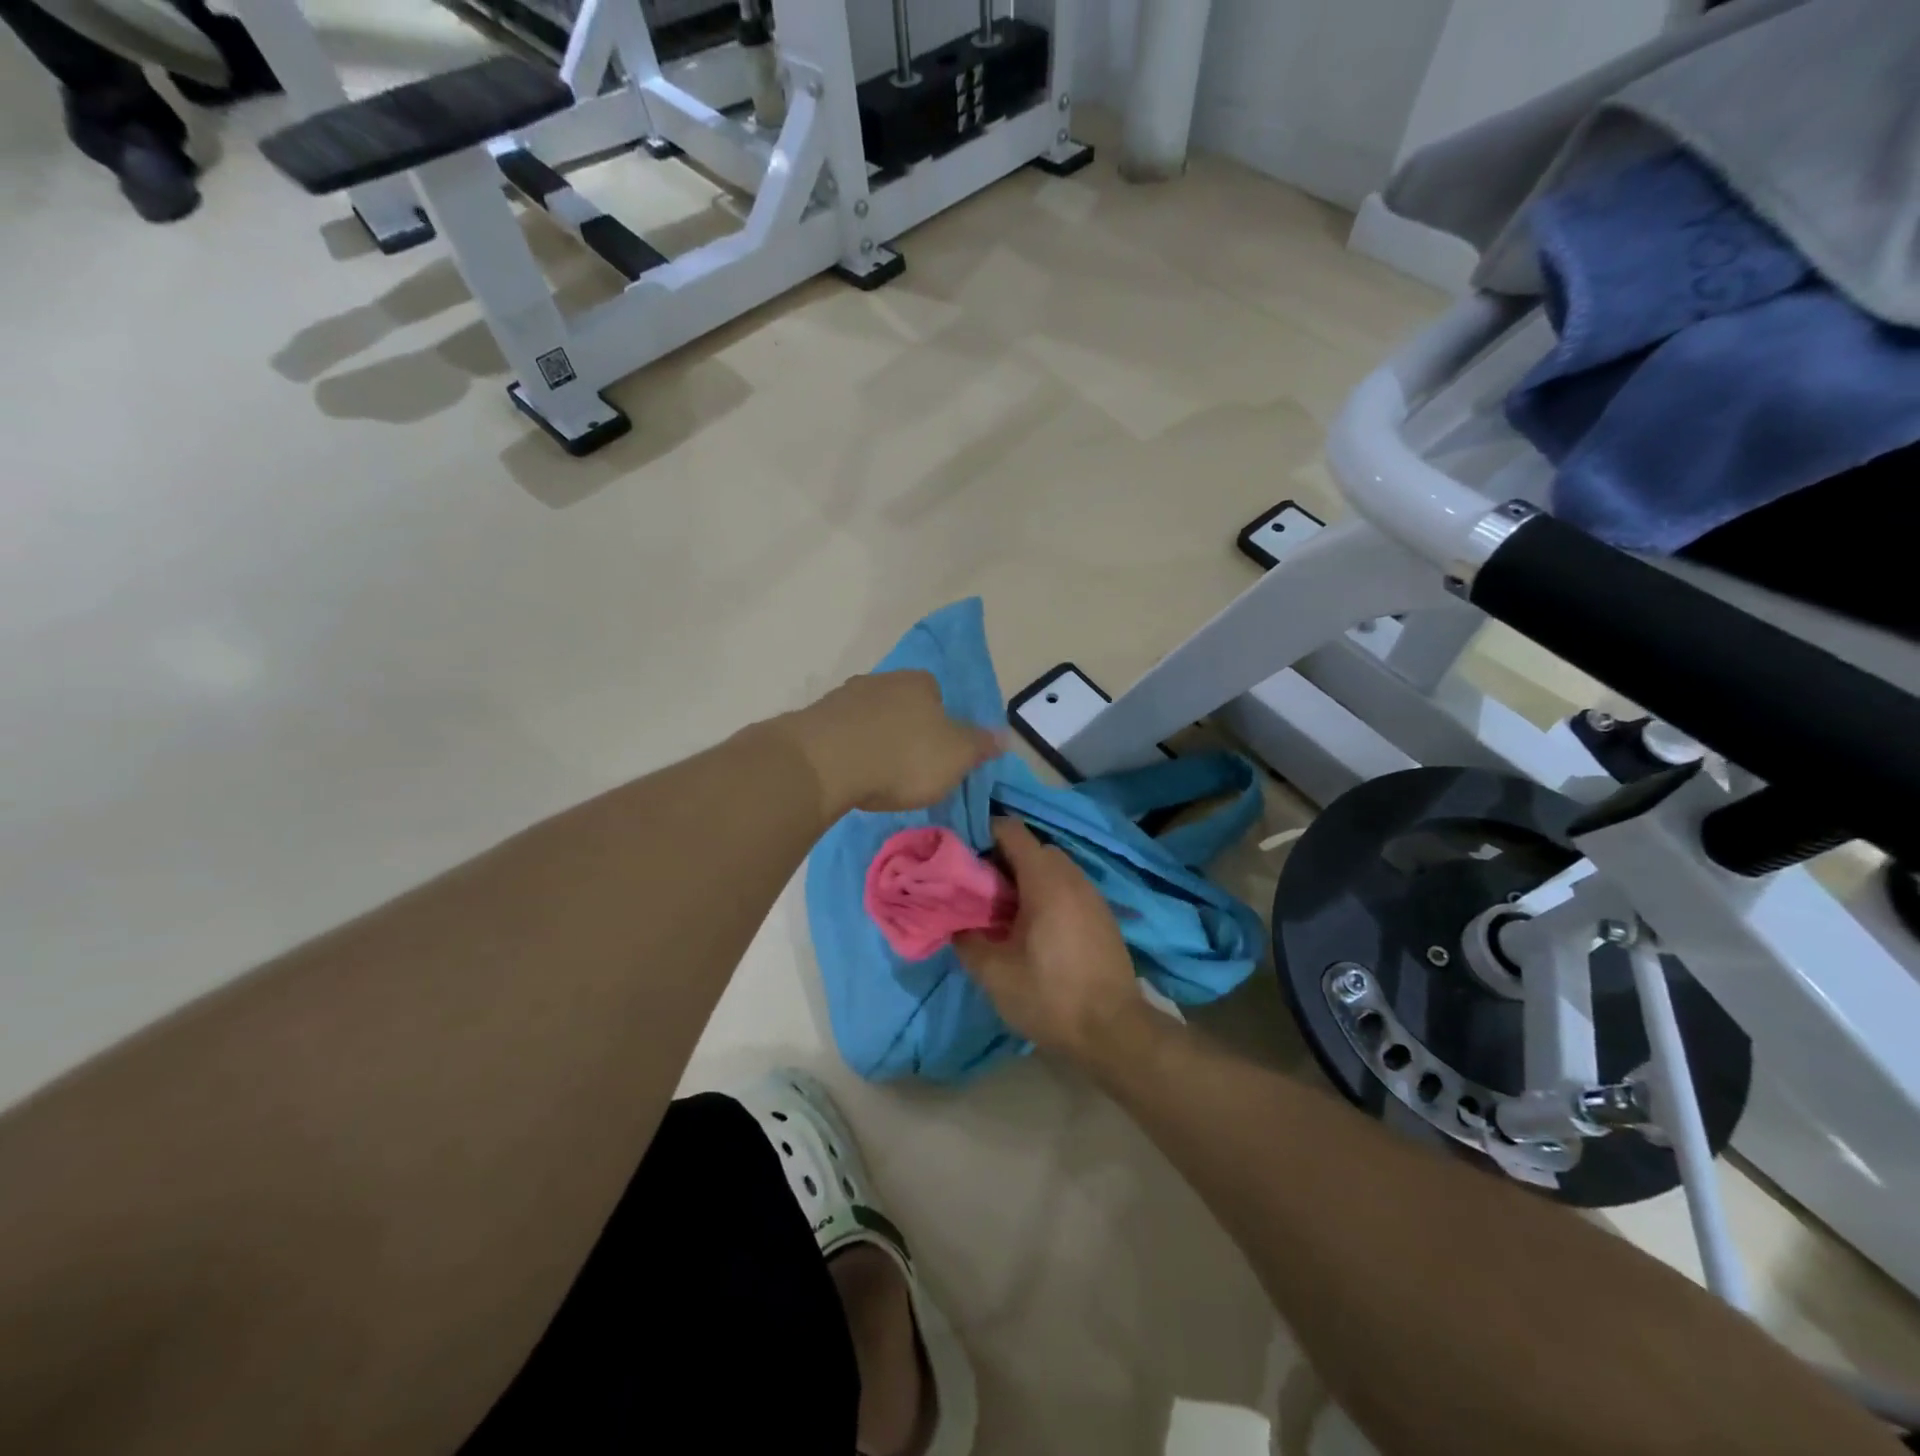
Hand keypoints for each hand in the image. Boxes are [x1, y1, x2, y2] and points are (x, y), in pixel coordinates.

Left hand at [783, 670, 1001, 817]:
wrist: (826, 763)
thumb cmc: (903, 757)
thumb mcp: (957, 757)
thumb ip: (980, 745)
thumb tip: (1005, 736)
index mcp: (920, 683)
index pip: (937, 694)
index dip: (940, 723)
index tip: (937, 753)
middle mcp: (882, 680)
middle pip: (901, 704)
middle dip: (905, 730)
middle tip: (908, 767)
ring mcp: (844, 696)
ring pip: (869, 717)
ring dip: (873, 739)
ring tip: (876, 775)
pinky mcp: (815, 719)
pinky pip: (841, 734)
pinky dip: (848, 750)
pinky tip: (849, 774)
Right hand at [954, 818, 1149, 1064]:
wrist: (1114, 1031)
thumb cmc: (1050, 996)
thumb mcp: (994, 974)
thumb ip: (967, 940)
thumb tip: (955, 923)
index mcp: (1045, 880)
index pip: (1011, 830)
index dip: (983, 834)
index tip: (962, 858)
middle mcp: (1072, 877)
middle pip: (1033, 847)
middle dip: (1003, 859)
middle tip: (980, 889)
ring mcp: (1093, 895)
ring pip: (1053, 868)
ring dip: (1027, 878)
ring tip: (1005, 911)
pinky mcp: (1103, 915)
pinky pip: (1069, 887)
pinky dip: (1048, 893)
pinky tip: (1035, 928)